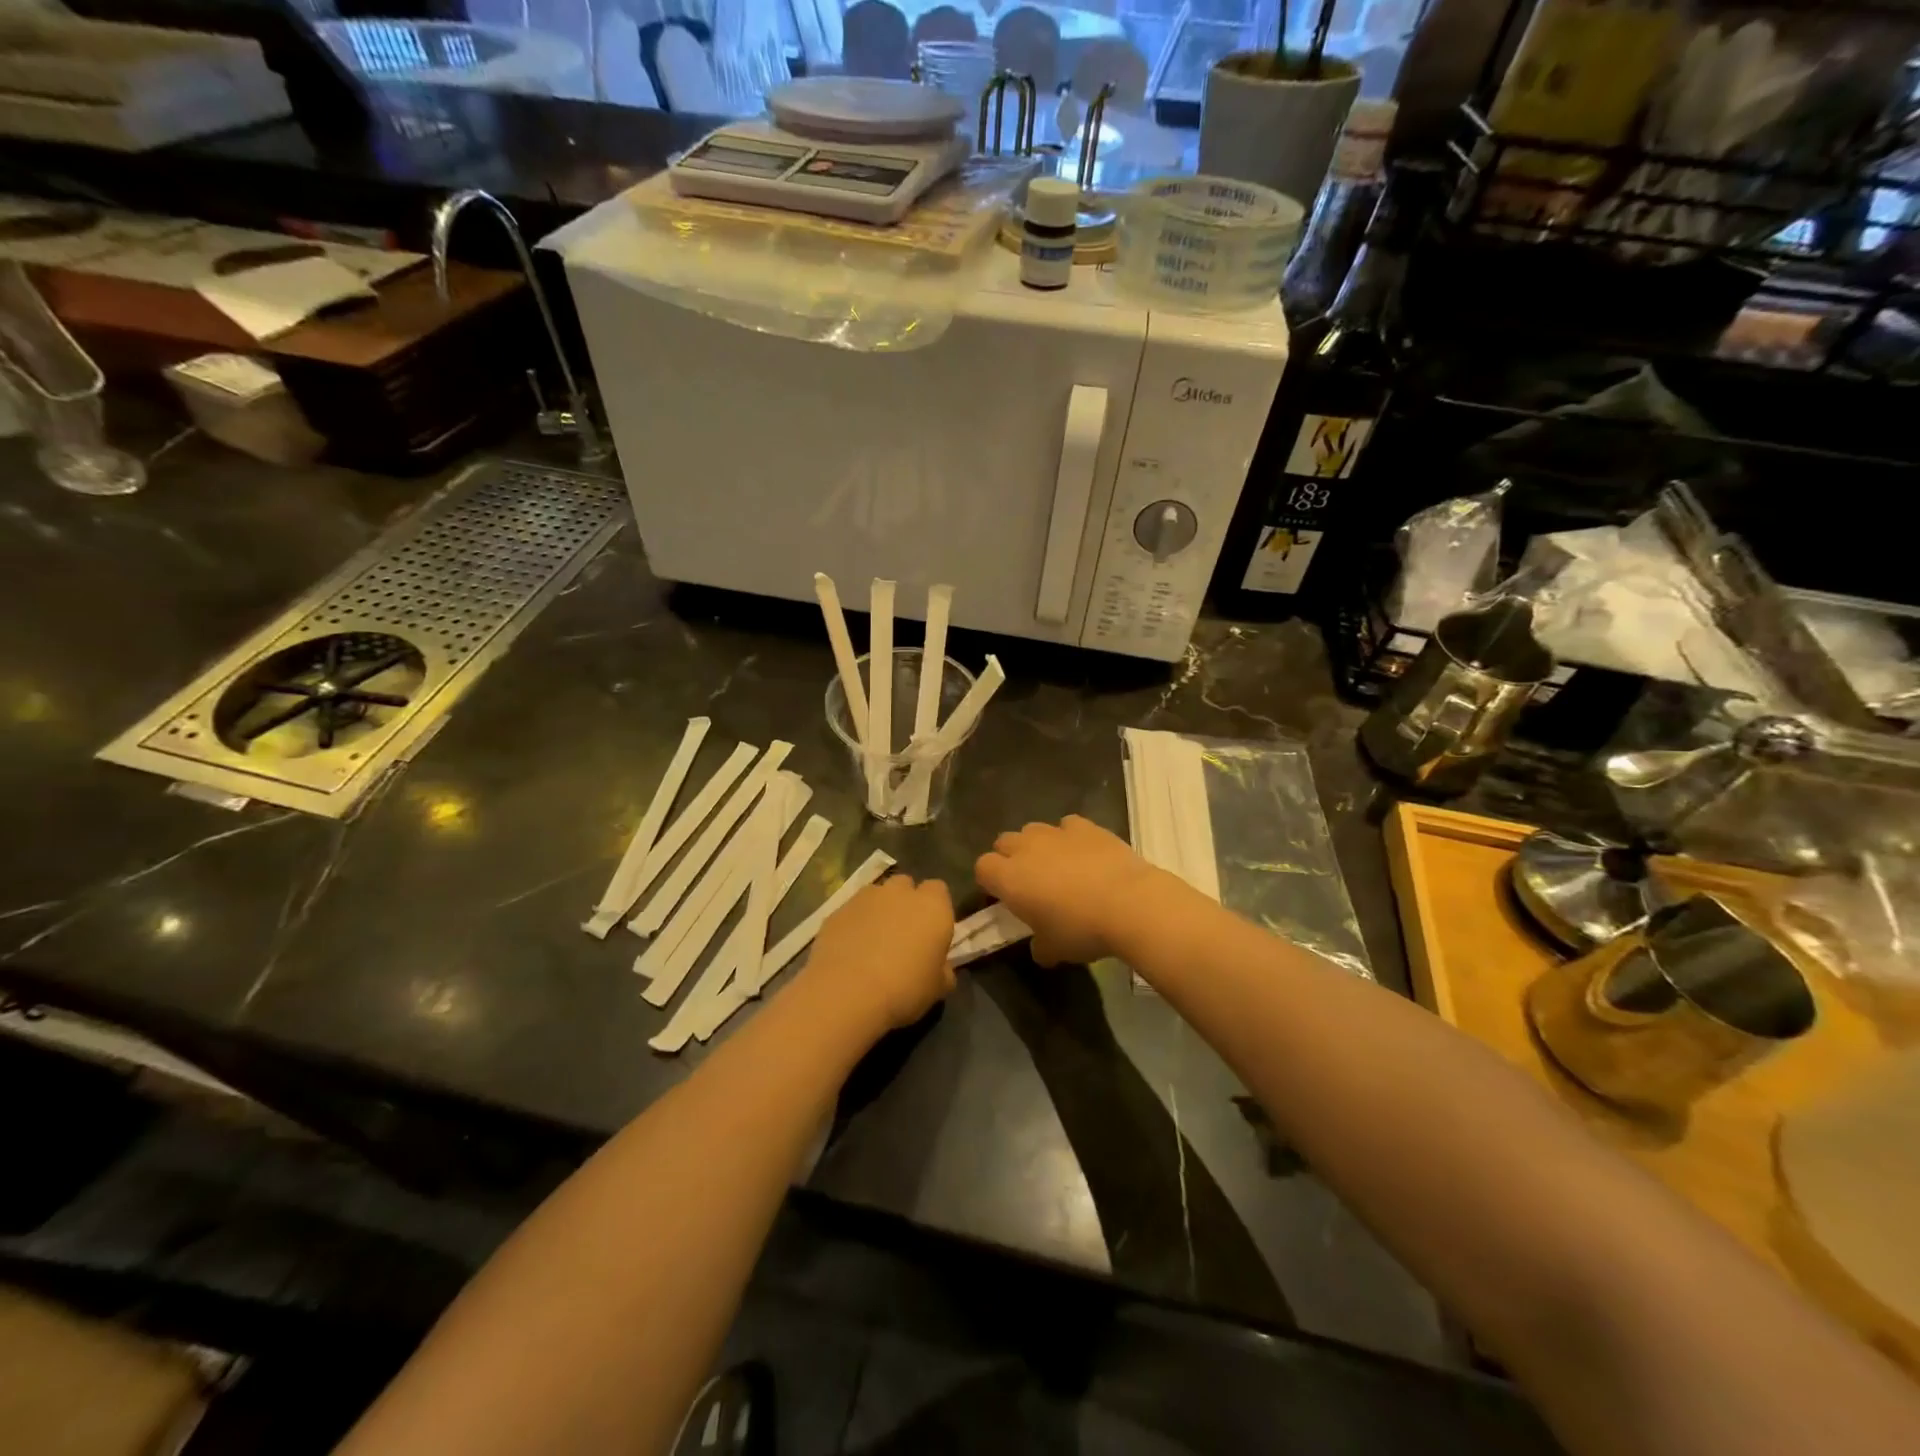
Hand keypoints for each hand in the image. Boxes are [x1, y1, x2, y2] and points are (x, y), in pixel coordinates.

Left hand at [801, 874, 954, 1038]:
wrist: (847, 992)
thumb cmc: (904, 989)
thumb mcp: (938, 987)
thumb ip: (944, 970)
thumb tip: (942, 967)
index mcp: (932, 906)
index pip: (939, 890)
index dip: (935, 908)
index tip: (931, 932)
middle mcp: (900, 892)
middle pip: (906, 886)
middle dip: (905, 902)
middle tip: (903, 934)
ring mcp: (865, 898)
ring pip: (876, 895)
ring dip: (878, 911)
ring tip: (873, 942)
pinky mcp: (837, 910)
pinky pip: (852, 912)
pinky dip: (854, 924)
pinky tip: (850, 950)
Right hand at [974, 815, 1165, 965]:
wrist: (1129, 903)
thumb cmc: (1081, 929)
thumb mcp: (1054, 950)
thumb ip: (1039, 946)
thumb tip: (1040, 946)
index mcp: (1009, 878)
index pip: (982, 867)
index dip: (990, 881)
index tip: (1004, 897)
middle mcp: (1026, 848)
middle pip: (1004, 842)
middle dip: (1010, 857)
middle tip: (1029, 881)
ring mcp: (1056, 832)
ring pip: (1033, 830)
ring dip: (1038, 845)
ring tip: (1058, 865)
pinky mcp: (1085, 826)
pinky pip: (1067, 825)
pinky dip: (1070, 837)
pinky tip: (1084, 853)